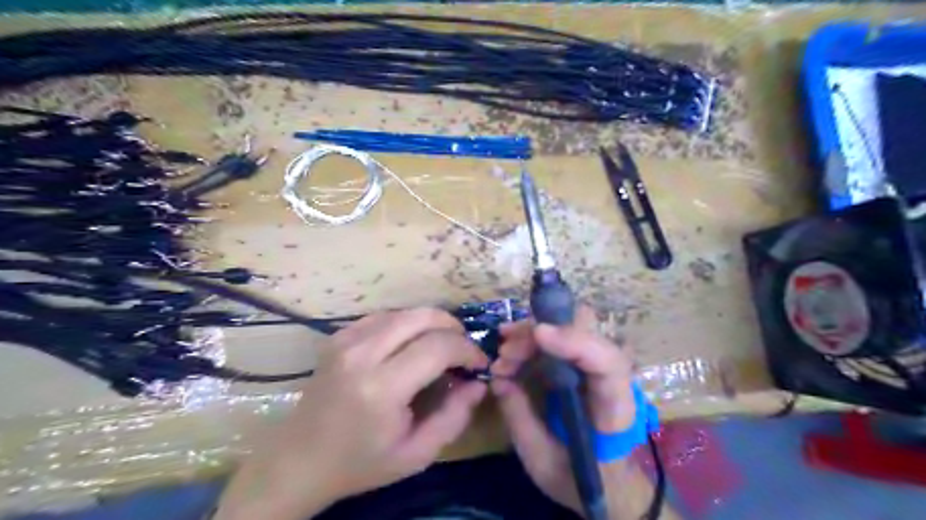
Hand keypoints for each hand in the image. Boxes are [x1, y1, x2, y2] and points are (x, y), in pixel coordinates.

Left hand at [217, 310, 490, 519]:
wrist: (298, 460)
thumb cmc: (360, 463)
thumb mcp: (416, 454)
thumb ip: (454, 417)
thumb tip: (478, 383)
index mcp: (381, 388)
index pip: (438, 347)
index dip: (467, 350)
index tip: (479, 363)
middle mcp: (362, 354)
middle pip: (423, 317)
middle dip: (454, 328)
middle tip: (464, 349)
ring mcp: (346, 340)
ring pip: (405, 312)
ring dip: (432, 324)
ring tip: (443, 346)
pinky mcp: (338, 336)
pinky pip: (384, 317)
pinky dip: (407, 324)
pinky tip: (412, 343)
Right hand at [492, 307, 636, 518]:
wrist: (608, 483)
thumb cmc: (579, 478)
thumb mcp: (542, 461)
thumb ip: (520, 419)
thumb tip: (498, 379)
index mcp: (613, 411)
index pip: (607, 364)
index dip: (575, 341)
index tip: (538, 333)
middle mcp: (612, 379)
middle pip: (586, 333)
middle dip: (541, 333)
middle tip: (505, 350)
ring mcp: (598, 367)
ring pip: (570, 328)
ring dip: (532, 335)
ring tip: (502, 354)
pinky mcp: (583, 366)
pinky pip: (560, 339)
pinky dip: (532, 340)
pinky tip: (509, 351)